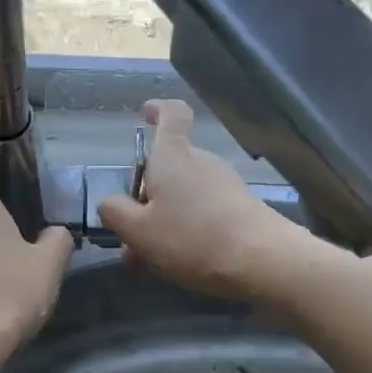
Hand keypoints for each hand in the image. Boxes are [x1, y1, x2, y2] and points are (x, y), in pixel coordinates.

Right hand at [96, 100, 307, 299]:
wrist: (261, 261)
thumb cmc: (191, 238)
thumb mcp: (138, 231)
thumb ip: (116, 213)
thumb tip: (110, 203)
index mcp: (173, 157)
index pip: (172, 115)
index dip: (158, 110)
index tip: (145, 114)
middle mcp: (201, 161)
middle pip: (169, 165)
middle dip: (146, 195)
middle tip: (129, 234)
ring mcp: (225, 184)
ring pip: (183, 194)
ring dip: (163, 219)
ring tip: (149, 258)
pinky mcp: (241, 208)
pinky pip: (203, 211)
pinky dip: (186, 229)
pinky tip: (179, 262)